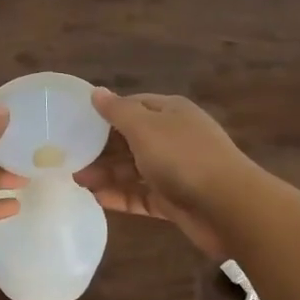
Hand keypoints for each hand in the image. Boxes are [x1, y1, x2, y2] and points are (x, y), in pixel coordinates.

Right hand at [73, 89, 253, 260]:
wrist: (229, 208)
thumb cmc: (183, 158)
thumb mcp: (144, 127)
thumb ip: (117, 111)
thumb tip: (96, 91)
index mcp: (170, 112)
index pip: (132, 106)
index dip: (105, 114)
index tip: (76, 125)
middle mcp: (173, 138)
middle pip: (130, 139)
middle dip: (101, 149)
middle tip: (70, 159)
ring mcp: (175, 171)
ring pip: (133, 169)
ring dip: (106, 174)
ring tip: (77, 181)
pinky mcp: (175, 201)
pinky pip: (142, 195)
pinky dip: (121, 196)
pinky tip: (97, 199)